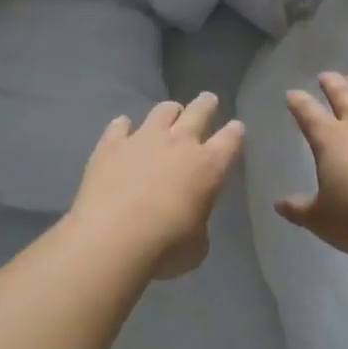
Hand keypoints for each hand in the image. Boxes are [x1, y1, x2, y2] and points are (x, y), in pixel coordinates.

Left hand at [68, 93, 245, 279]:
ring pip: (163, 110)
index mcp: (209, 166)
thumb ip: (199, 224)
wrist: (113, 239)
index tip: (236, 128)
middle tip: (208, 101)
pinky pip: (119, 126)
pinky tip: (122, 129)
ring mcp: (143, 139)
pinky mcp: (111, 145)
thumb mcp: (197, 245)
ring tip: (169, 114)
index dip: (235, 132)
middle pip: (199, 111)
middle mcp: (180, 143)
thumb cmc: (166, 247)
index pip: (231, 138)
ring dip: (170, 111)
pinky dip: (123, 127)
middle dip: (207, 104)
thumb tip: (190, 221)